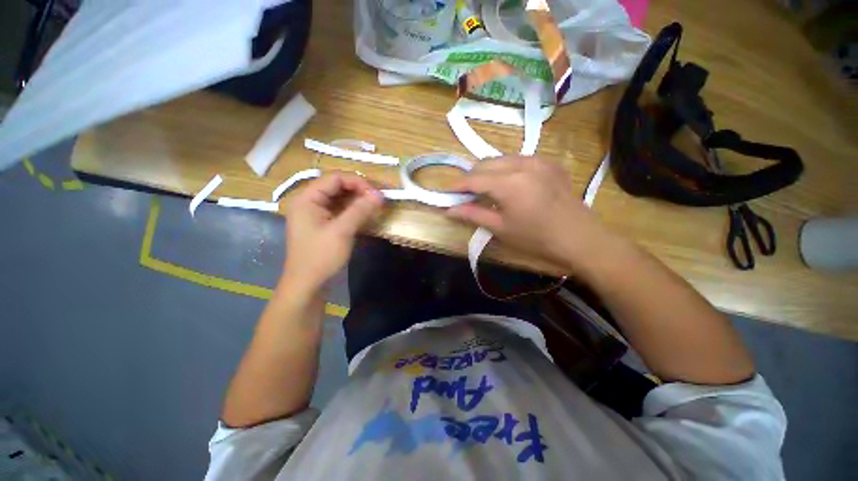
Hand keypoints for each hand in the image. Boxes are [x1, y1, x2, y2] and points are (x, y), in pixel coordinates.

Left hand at [283, 173, 382, 287]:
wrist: (308, 285)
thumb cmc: (321, 257)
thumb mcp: (342, 231)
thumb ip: (361, 210)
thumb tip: (380, 194)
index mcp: (307, 198)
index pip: (335, 178)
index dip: (357, 182)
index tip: (376, 194)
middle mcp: (310, 202)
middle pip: (337, 187)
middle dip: (359, 191)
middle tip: (378, 200)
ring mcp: (316, 214)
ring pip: (340, 199)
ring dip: (358, 201)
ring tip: (375, 207)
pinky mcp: (323, 225)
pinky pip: (340, 211)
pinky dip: (354, 212)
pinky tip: (366, 216)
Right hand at [447, 156, 617, 272]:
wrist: (580, 238)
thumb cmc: (536, 238)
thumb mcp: (501, 228)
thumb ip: (473, 214)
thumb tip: (450, 210)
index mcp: (509, 183)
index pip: (474, 178)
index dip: (457, 185)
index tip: (447, 192)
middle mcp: (522, 164)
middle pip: (485, 163)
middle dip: (471, 177)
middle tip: (466, 194)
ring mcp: (538, 160)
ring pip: (501, 159)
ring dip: (488, 171)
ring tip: (485, 189)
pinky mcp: (549, 163)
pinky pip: (519, 159)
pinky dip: (506, 169)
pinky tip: (509, 184)